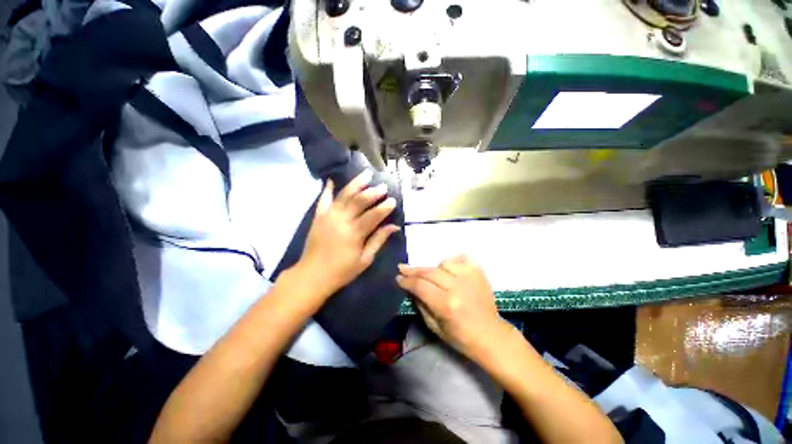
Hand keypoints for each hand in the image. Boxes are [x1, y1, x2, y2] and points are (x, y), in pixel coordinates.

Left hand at [296, 170, 399, 301]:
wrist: (312, 275)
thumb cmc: (342, 271)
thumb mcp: (365, 259)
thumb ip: (378, 240)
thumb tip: (394, 226)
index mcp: (355, 233)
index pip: (374, 215)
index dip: (385, 207)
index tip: (393, 200)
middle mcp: (341, 220)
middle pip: (359, 201)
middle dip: (373, 192)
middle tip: (383, 186)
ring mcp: (328, 216)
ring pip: (344, 195)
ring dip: (356, 184)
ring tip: (366, 174)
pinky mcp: (318, 216)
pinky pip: (323, 199)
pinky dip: (327, 189)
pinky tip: (331, 181)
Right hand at [396, 255, 507, 359]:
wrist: (491, 335)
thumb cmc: (460, 337)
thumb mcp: (434, 326)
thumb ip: (420, 305)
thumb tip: (410, 288)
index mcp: (446, 305)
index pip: (420, 286)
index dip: (406, 281)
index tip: (398, 278)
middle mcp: (457, 287)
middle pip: (429, 272)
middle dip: (413, 270)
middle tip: (403, 268)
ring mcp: (470, 277)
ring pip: (444, 263)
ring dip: (435, 269)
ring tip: (435, 277)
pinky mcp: (479, 273)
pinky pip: (462, 258)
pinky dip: (454, 262)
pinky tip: (451, 269)